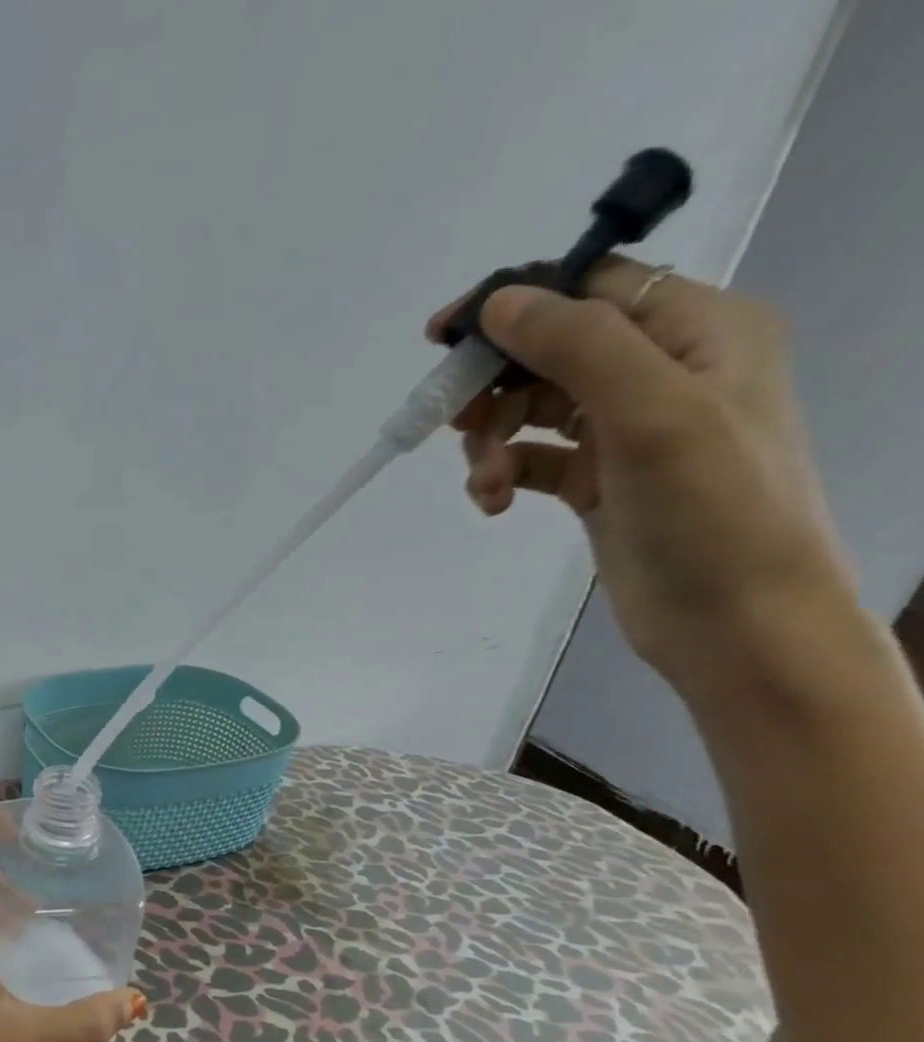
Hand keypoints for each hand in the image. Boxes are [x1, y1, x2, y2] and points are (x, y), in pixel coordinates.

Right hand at [429, 258, 858, 703]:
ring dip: (492, 442)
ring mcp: (627, 429)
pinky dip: (502, 475)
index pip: (592, 287)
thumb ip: (577, 347)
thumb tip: (498, 302)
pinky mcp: (597, 480)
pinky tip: (493, 504)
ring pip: (531, 409)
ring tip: (486, 485)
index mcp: (698, 331)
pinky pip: (532, 459)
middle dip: (495, 388)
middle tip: (452, 423)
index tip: (442, 337)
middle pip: (549, 352)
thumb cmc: (711, 508)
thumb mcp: (651, 412)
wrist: (734, 618)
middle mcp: (663, 370)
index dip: (515, 301)